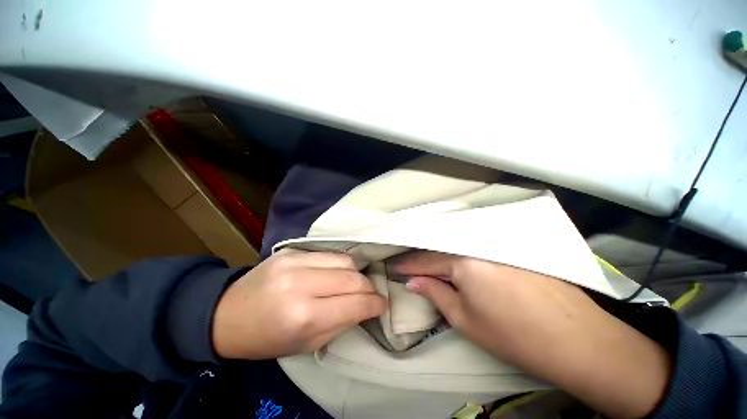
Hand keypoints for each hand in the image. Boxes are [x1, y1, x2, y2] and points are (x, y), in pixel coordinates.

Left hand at [212, 249, 386, 359]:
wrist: (227, 314)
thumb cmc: (267, 338)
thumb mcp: (307, 344)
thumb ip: (342, 323)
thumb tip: (367, 307)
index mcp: (303, 315)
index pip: (355, 303)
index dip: (375, 304)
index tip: (383, 304)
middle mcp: (301, 283)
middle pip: (352, 277)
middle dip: (368, 288)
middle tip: (370, 295)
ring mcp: (295, 261)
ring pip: (344, 261)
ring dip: (355, 274)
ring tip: (352, 284)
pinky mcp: (292, 250)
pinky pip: (329, 254)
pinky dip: (339, 265)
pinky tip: (335, 274)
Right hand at [396, 252, 669, 418]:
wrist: (577, 339)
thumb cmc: (513, 334)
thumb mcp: (464, 318)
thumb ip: (435, 293)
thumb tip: (414, 281)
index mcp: (463, 260)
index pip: (426, 260)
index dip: (408, 265)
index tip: (394, 267)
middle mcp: (478, 244)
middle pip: (442, 250)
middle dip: (423, 259)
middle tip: (409, 266)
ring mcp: (497, 244)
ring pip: (459, 247)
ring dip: (442, 256)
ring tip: (428, 264)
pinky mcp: (512, 248)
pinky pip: (476, 248)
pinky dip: (461, 254)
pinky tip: (457, 260)